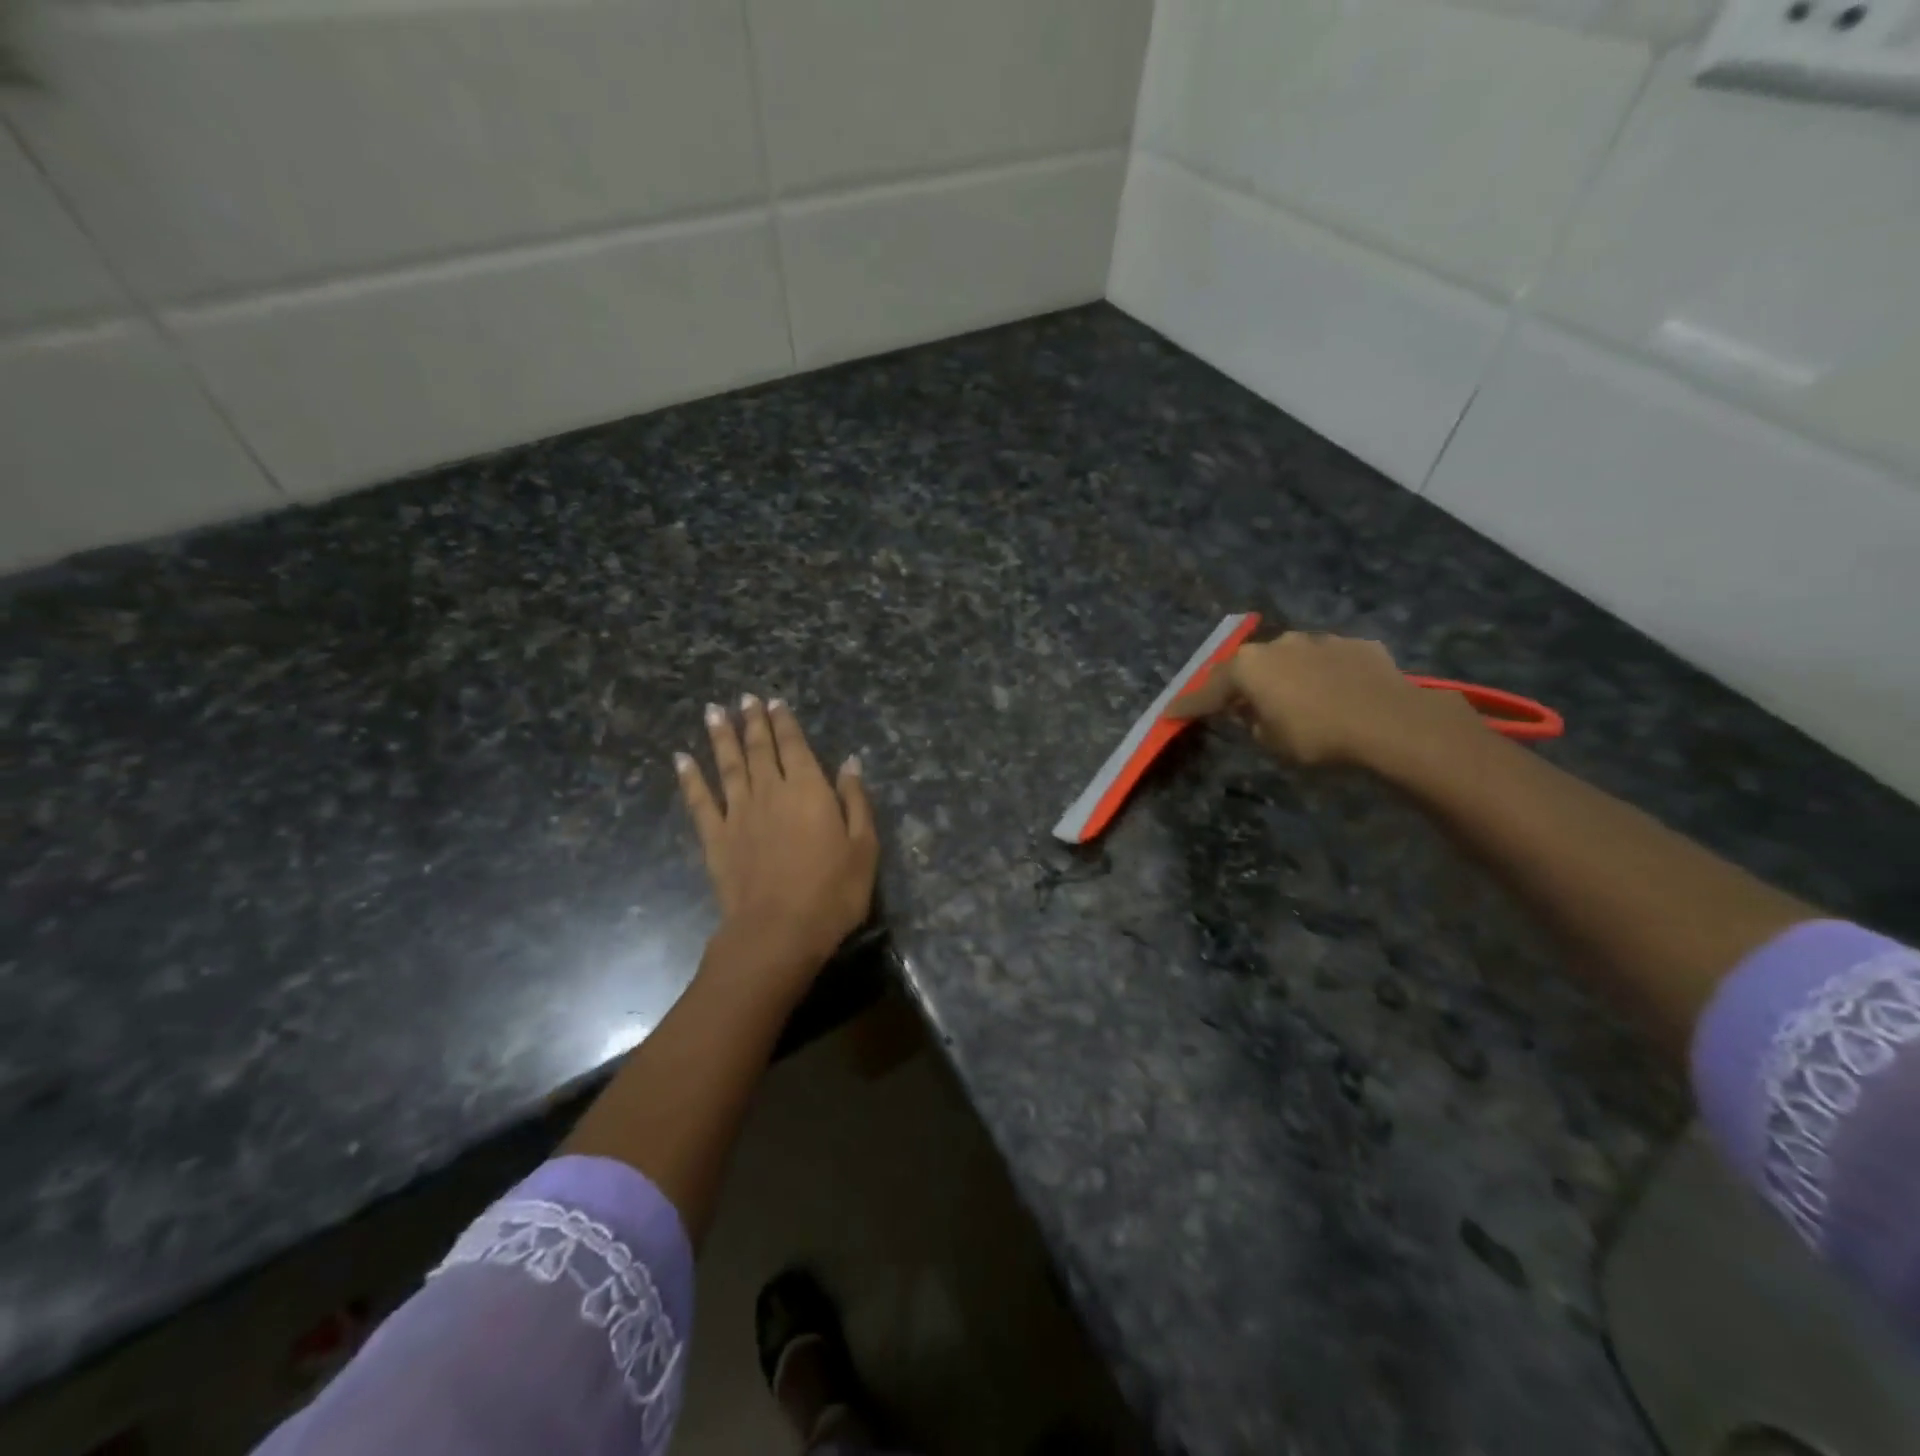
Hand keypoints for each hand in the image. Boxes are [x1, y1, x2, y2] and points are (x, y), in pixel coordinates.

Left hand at [677, 696, 877, 978]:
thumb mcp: (863, 847)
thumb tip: (850, 762)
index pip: (794, 746)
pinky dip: (690, 778)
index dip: (785, 722)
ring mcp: (739, 813)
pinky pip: (700, 801)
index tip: (774, 702)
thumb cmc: (832, 892)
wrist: (779, 931)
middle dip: (752, 721)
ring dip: (721, 737)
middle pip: (759, 749)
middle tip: (744, 698)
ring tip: (713, 711)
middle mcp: (770, 792)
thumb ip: (855, 800)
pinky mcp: (716, 838)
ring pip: (728, 765)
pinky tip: (681, 759)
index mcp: (808, 790)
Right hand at [1168, 631, 1478, 769]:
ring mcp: (1319, 640)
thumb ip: (1253, 724)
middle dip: (1240, 685)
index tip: (1170, 713)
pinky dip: (1323, 675)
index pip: (1207, 691)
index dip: (1188, 705)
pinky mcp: (1356, 645)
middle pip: (1248, 666)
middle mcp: (1278, 644)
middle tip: (1235, 705)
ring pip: (1290, 658)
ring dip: (1284, 676)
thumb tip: (1254, 714)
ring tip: (1291, 698)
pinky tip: (1334, 693)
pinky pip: (1328, 661)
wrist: (1390, 722)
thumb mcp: (1271, 743)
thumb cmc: (1317, 737)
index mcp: (1248, 667)